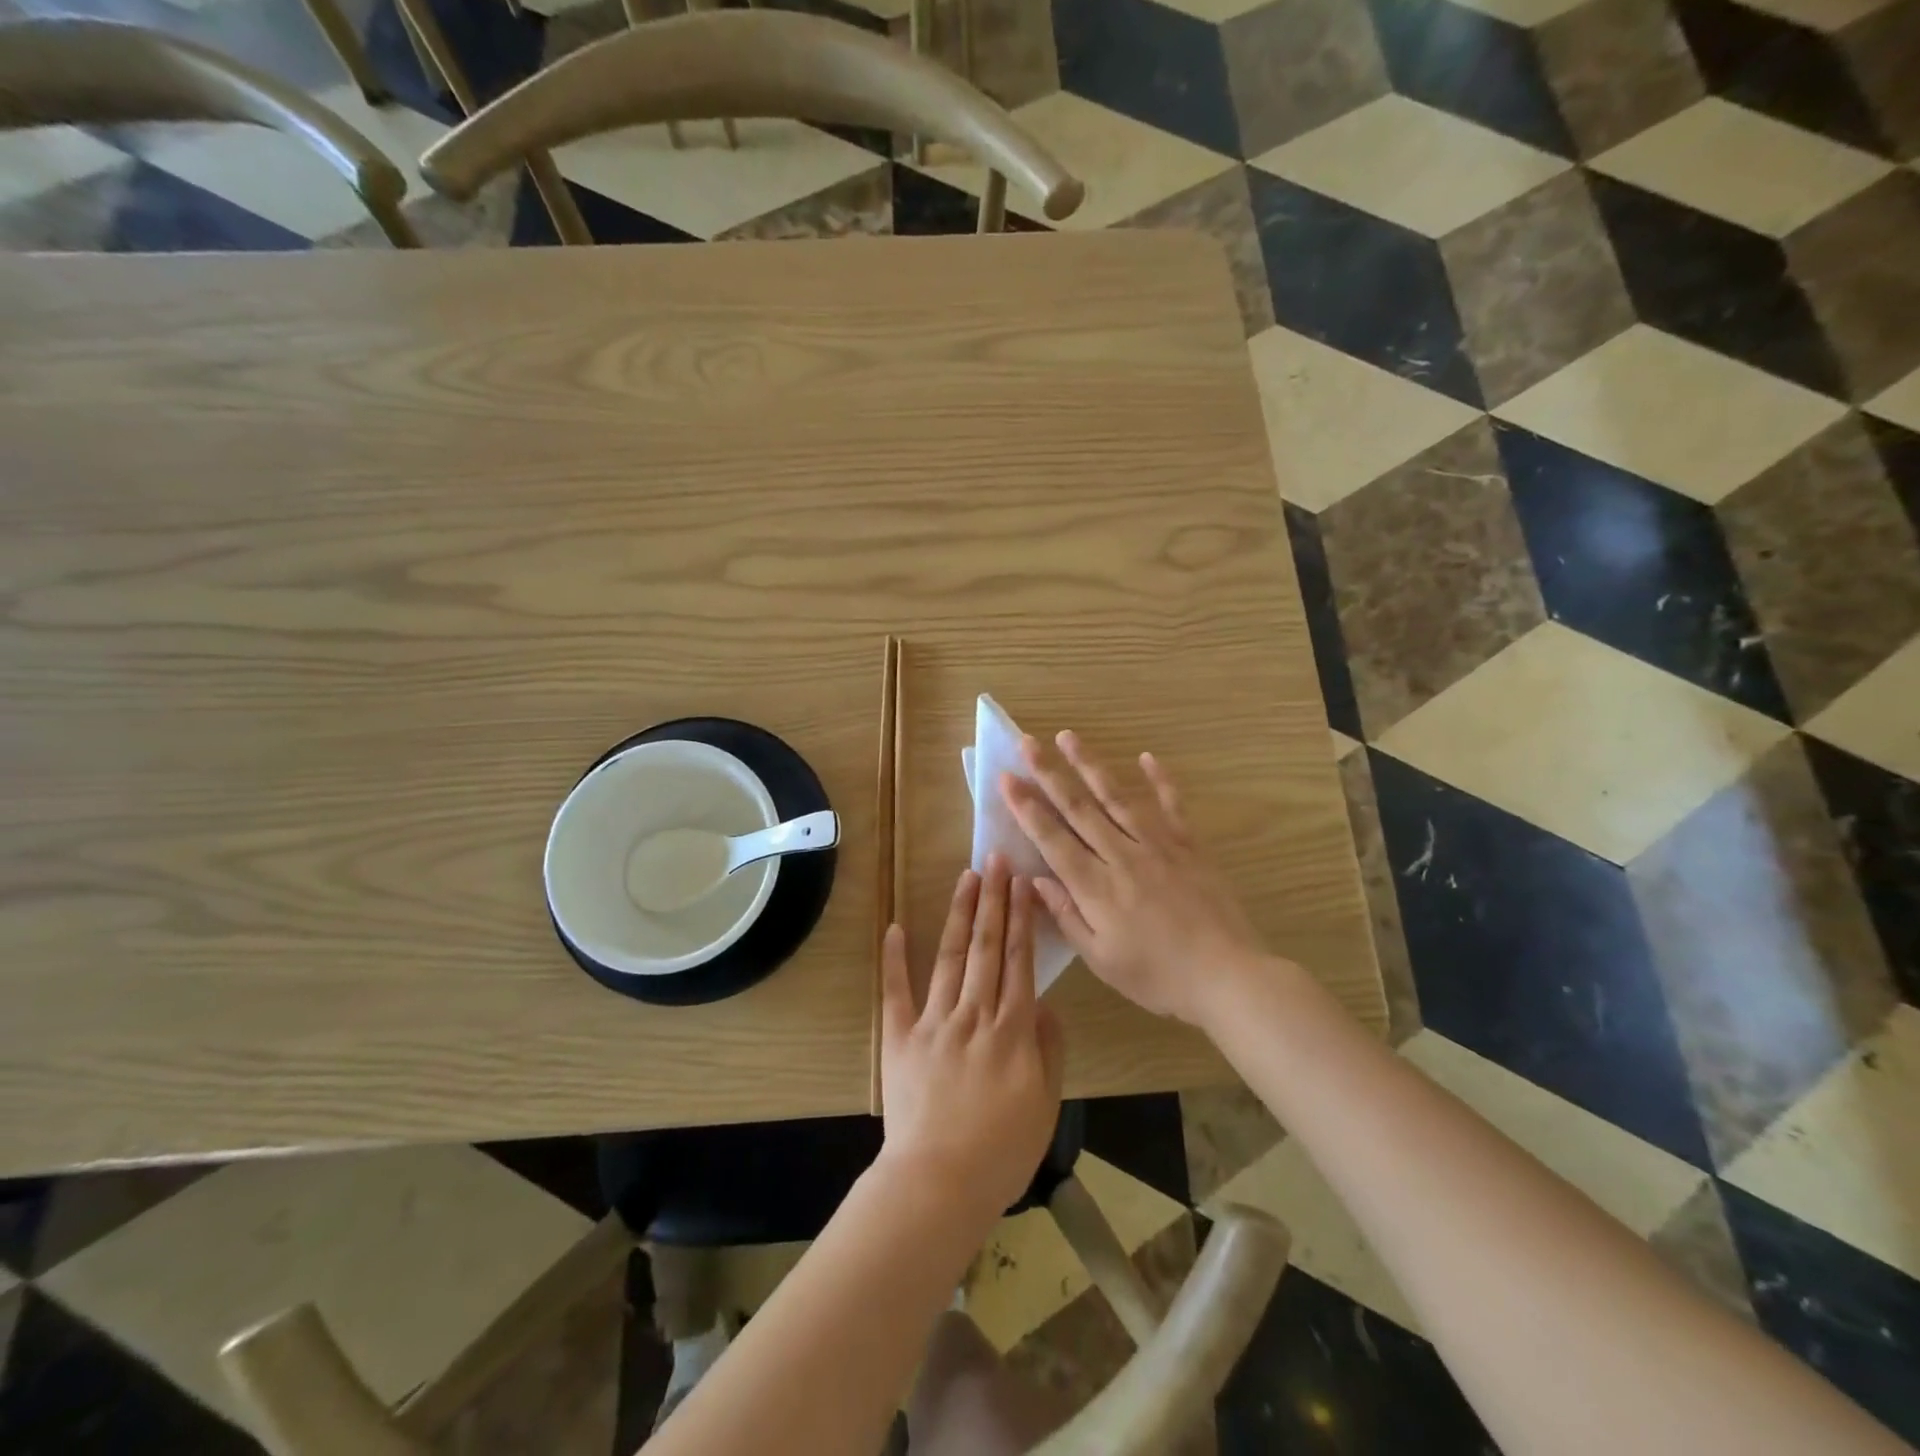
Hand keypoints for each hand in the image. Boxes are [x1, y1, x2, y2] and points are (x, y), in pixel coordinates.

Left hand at [878, 855, 1064, 1222]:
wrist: (939, 1184)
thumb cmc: (1000, 1152)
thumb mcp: (1045, 1105)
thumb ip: (1049, 1050)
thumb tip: (1045, 1003)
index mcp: (1012, 1030)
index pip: (1019, 961)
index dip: (1022, 918)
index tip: (1024, 882)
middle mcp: (974, 1014)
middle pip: (987, 947)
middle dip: (994, 900)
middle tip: (997, 859)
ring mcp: (933, 1022)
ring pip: (950, 958)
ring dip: (959, 915)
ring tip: (967, 878)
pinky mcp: (900, 1038)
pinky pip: (896, 992)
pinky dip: (894, 959)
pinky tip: (896, 927)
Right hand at [1000, 731, 1273, 1027]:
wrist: (1227, 976)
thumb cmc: (1158, 976)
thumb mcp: (1102, 959)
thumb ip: (1067, 916)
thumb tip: (1035, 879)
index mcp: (1096, 887)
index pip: (1052, 839)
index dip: (1026, 808)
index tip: (1006, 778)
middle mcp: (1122, 855)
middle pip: (1079, 808)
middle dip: (1049, 773)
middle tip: (1027, 742)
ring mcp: (1158, 845)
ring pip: (1117, 796)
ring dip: (1090, 764)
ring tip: (1069, 737)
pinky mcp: (1189, 844)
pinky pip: (1171, 804)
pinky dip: (1160, 778)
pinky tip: (1145, 756)